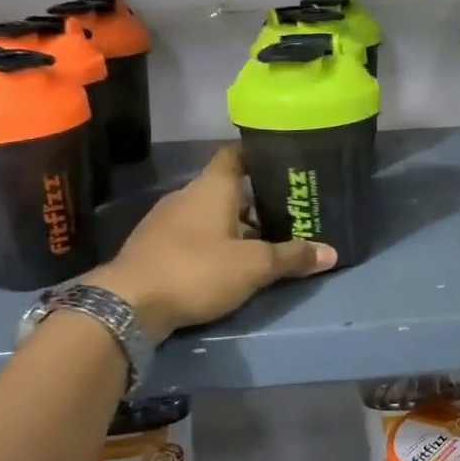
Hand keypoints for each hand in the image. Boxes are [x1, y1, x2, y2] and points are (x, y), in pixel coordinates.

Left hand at [85, 147, 336, 338]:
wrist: (127, 304)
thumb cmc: (197, 270)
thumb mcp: (254, 266)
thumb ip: (292, 257)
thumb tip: (332, 253)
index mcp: (212, 188)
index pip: (236, 156)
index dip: (258, 156)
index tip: (283, 164)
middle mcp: (187, 196)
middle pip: (227, 189)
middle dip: (255, 202)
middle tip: (287, 214)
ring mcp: (166, 221)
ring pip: (209, 214)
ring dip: (234, 226)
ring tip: (264, 243)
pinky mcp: (154, 247)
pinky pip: (192, 235)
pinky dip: (213, 243)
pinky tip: (228, 263)